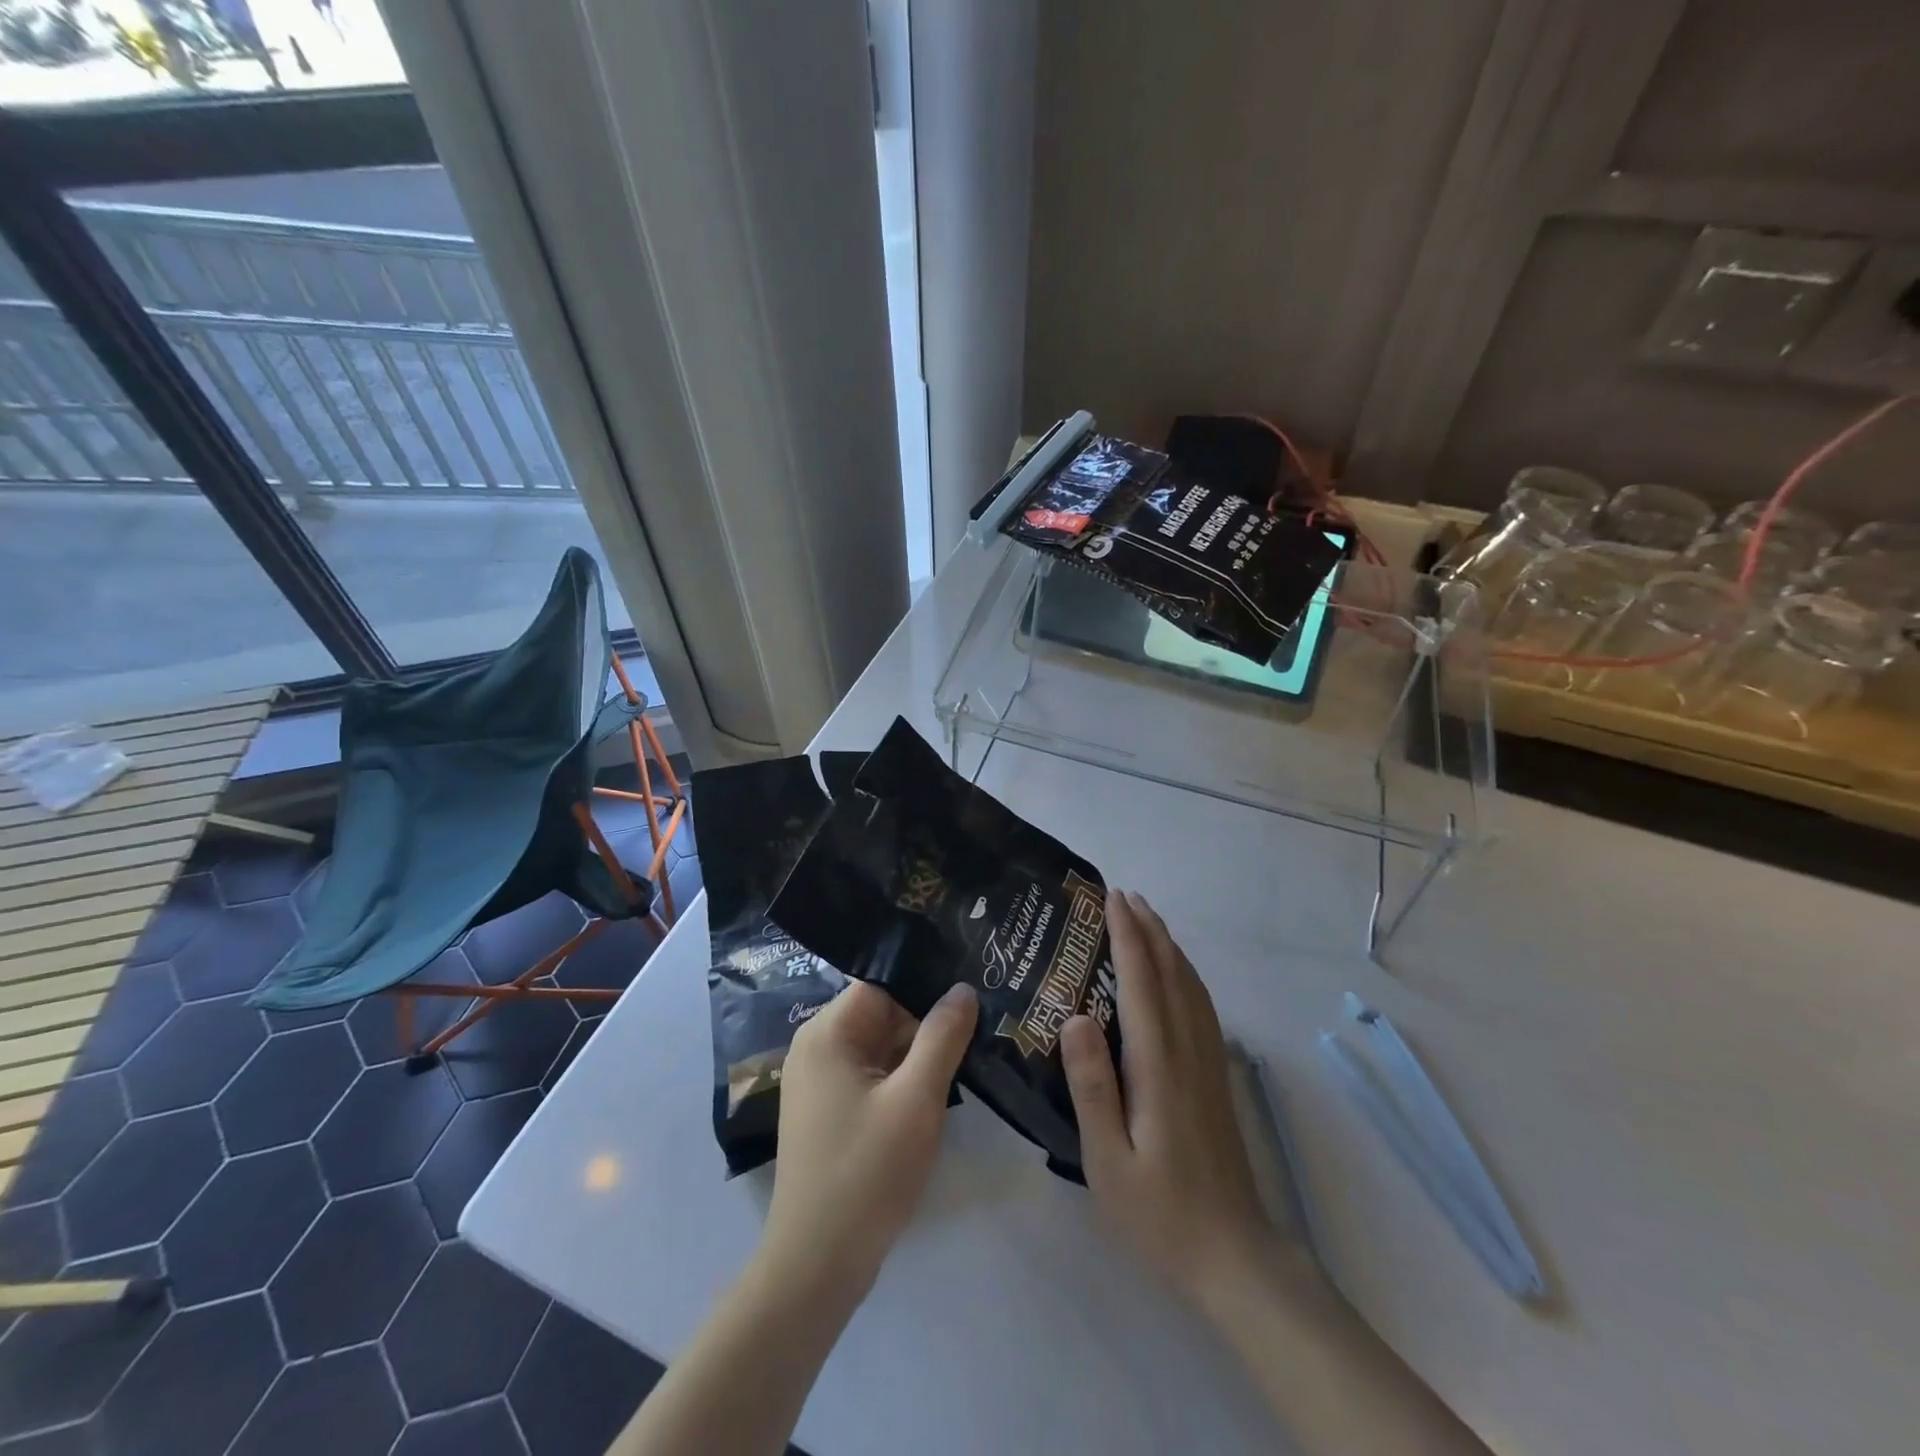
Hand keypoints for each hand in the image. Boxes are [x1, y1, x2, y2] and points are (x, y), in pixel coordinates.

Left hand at [762, 979, 977, 1300]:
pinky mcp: (830, 1110)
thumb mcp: (916, 1099)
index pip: (883, 983)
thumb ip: (942, 1036)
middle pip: (882, 1012)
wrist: (816, 1267)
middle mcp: (817, 1046)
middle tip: (982, 1017)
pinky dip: (903, 1076)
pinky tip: (941, 1082)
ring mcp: (820, 1081)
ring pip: (880, 1045)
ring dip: (919, 1050)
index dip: (927, 982)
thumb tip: (963, 988)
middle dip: (928, 1018)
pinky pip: (873, 1074)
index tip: (971, 984)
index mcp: (827, 1032)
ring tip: (971, 1044)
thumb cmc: (867, 1173)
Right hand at [1061, 890, 1270, 1309]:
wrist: (1234, 1257)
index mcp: (1158, 1064)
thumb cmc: (1159, 1213)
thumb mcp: (1107, 1159)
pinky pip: (1201, 1006)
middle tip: (1124, 894)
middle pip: (1170, 973)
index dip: (1127, 935)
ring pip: (1190, 986)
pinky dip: (1186, 974)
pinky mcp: (1215, 1077)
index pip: (1142, 982)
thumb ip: (1091, 1086)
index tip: (1111, 898)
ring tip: (1148, 918)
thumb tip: (1074, 1016)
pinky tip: (1177, 974)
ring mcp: (1207, 1062)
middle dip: (1148, 929)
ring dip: (1169, 945)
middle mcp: (1187, 1050)